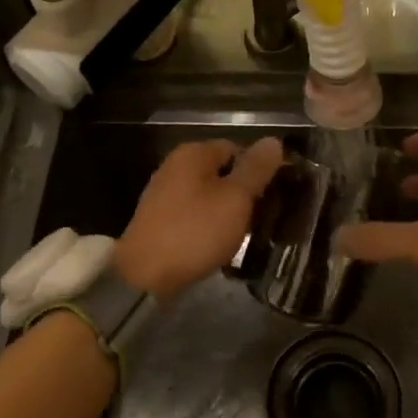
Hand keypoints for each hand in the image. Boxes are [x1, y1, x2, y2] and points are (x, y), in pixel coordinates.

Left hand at [116, 137, 283, 300]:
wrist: (144, 276)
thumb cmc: (195, 231)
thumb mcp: (235, 198)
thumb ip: (256, 169)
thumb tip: (273, 141)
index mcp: (193, 153)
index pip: (236, 149)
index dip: (257, 170)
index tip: (273, 196)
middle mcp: (175, 166)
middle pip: (221, 173)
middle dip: (243, 194)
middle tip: (262, 218)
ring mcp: (163, 194)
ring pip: (208, 196)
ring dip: (227, 213)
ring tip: (244, 235)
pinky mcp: (158, 220)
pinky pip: (193, 215)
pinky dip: (208, 227)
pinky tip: (217, 246)